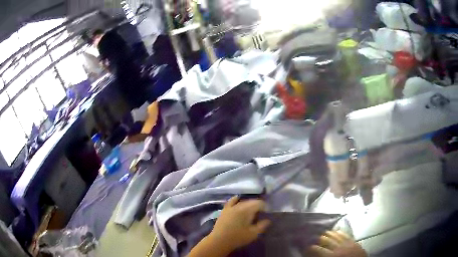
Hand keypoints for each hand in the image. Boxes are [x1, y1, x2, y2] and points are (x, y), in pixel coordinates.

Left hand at [208, 196, 270, 251]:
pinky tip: (238, 198)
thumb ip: (262, 225)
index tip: (267, 213)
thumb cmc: (238, 238)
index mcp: (247, 210)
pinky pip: (231, 201)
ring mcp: (231, 207)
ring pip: (242, 202)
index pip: (259, 203)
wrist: (219, 240)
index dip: (265, 207)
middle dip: (257, 205)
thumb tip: (268, 220)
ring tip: (252, 210)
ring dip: (249, 204)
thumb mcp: (253, 234)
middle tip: (261, 212)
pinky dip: (236, 199)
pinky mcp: (224, 210)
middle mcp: (239, 206)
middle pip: (251, 201)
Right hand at [309, 231, 366, 256]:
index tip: (305, 247)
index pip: (318, 249)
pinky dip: (340, 232)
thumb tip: (314, 255)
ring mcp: (347, 243)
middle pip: (326, 239)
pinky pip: (345, 234)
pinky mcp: (353, 241)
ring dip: (328, 234)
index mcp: (331, 256)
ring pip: (335, 235)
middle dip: (318, 239)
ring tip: (323, 233)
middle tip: (313, 239)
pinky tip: (336, 231)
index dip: (310, 248)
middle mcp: (338, 247)